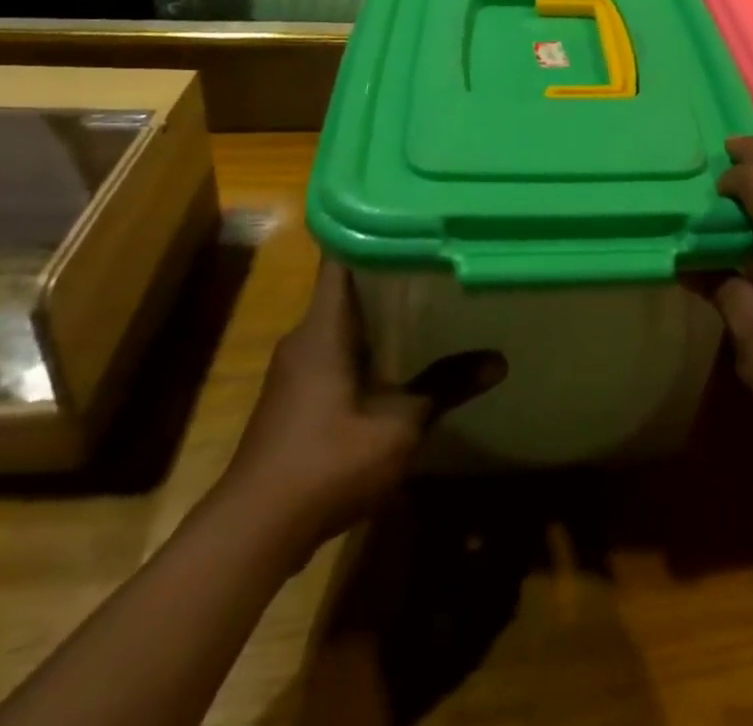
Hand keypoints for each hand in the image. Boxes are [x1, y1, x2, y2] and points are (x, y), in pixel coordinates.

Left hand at [219, 258, 504, 565]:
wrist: (253, 532)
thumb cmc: (327, 461)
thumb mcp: (399, 425)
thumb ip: (446, 386)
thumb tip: (499, 360)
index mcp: (323, 327)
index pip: (341, 257)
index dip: (373, 232)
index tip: (412, 220)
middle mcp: (304, 337)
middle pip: (346, 287)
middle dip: (388, 273)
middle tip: (437, 259)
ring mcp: (294, 370)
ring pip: (340, 323)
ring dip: (378, 313)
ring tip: (428, 301)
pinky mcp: (293, 399)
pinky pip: (333, 352)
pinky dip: (364, 346)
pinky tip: (398, 359)